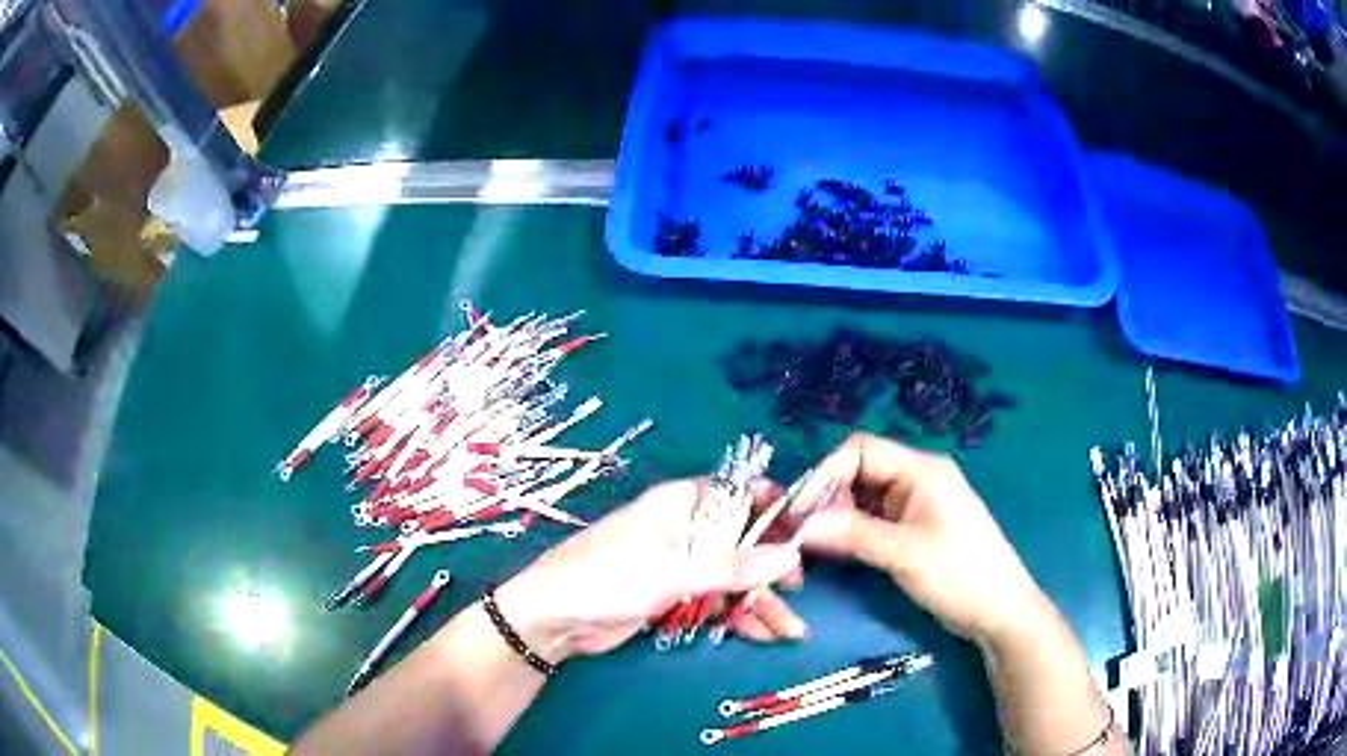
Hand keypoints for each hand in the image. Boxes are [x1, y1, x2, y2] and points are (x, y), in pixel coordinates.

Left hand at [495, 479, 805, 662]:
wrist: (554, 619)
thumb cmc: (608, 577)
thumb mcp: (674, 571)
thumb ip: (734, 566)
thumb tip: (790, 556)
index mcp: (683, 504)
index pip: (741, 496)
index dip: (776, 512)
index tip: (809, 534)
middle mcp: (687, 529)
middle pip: (743, 543)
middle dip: (772, 570)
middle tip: (797, 592)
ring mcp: (681, 565)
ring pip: (733, 578)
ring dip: (760, 604)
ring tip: (793, 632)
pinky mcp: (674, 596)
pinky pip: (716, 602)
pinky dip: (738, 618)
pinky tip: (763, 636)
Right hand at [794, 433, 1049, 645]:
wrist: (999, 611)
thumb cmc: (962, 575)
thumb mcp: (906, 555)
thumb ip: (853, 534)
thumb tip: (798, 523)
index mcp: (921, 470)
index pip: (860, 450)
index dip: (824, 474)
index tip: (798, 511)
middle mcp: (914, 479)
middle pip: (856, 473)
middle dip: (825, 499)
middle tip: (797, 533)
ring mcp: (912, 506)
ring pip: (859, 498)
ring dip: (833, 518)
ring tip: (808, 546)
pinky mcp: (909, 530)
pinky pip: (869, 521)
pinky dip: (847, 533)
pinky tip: (831, 552)